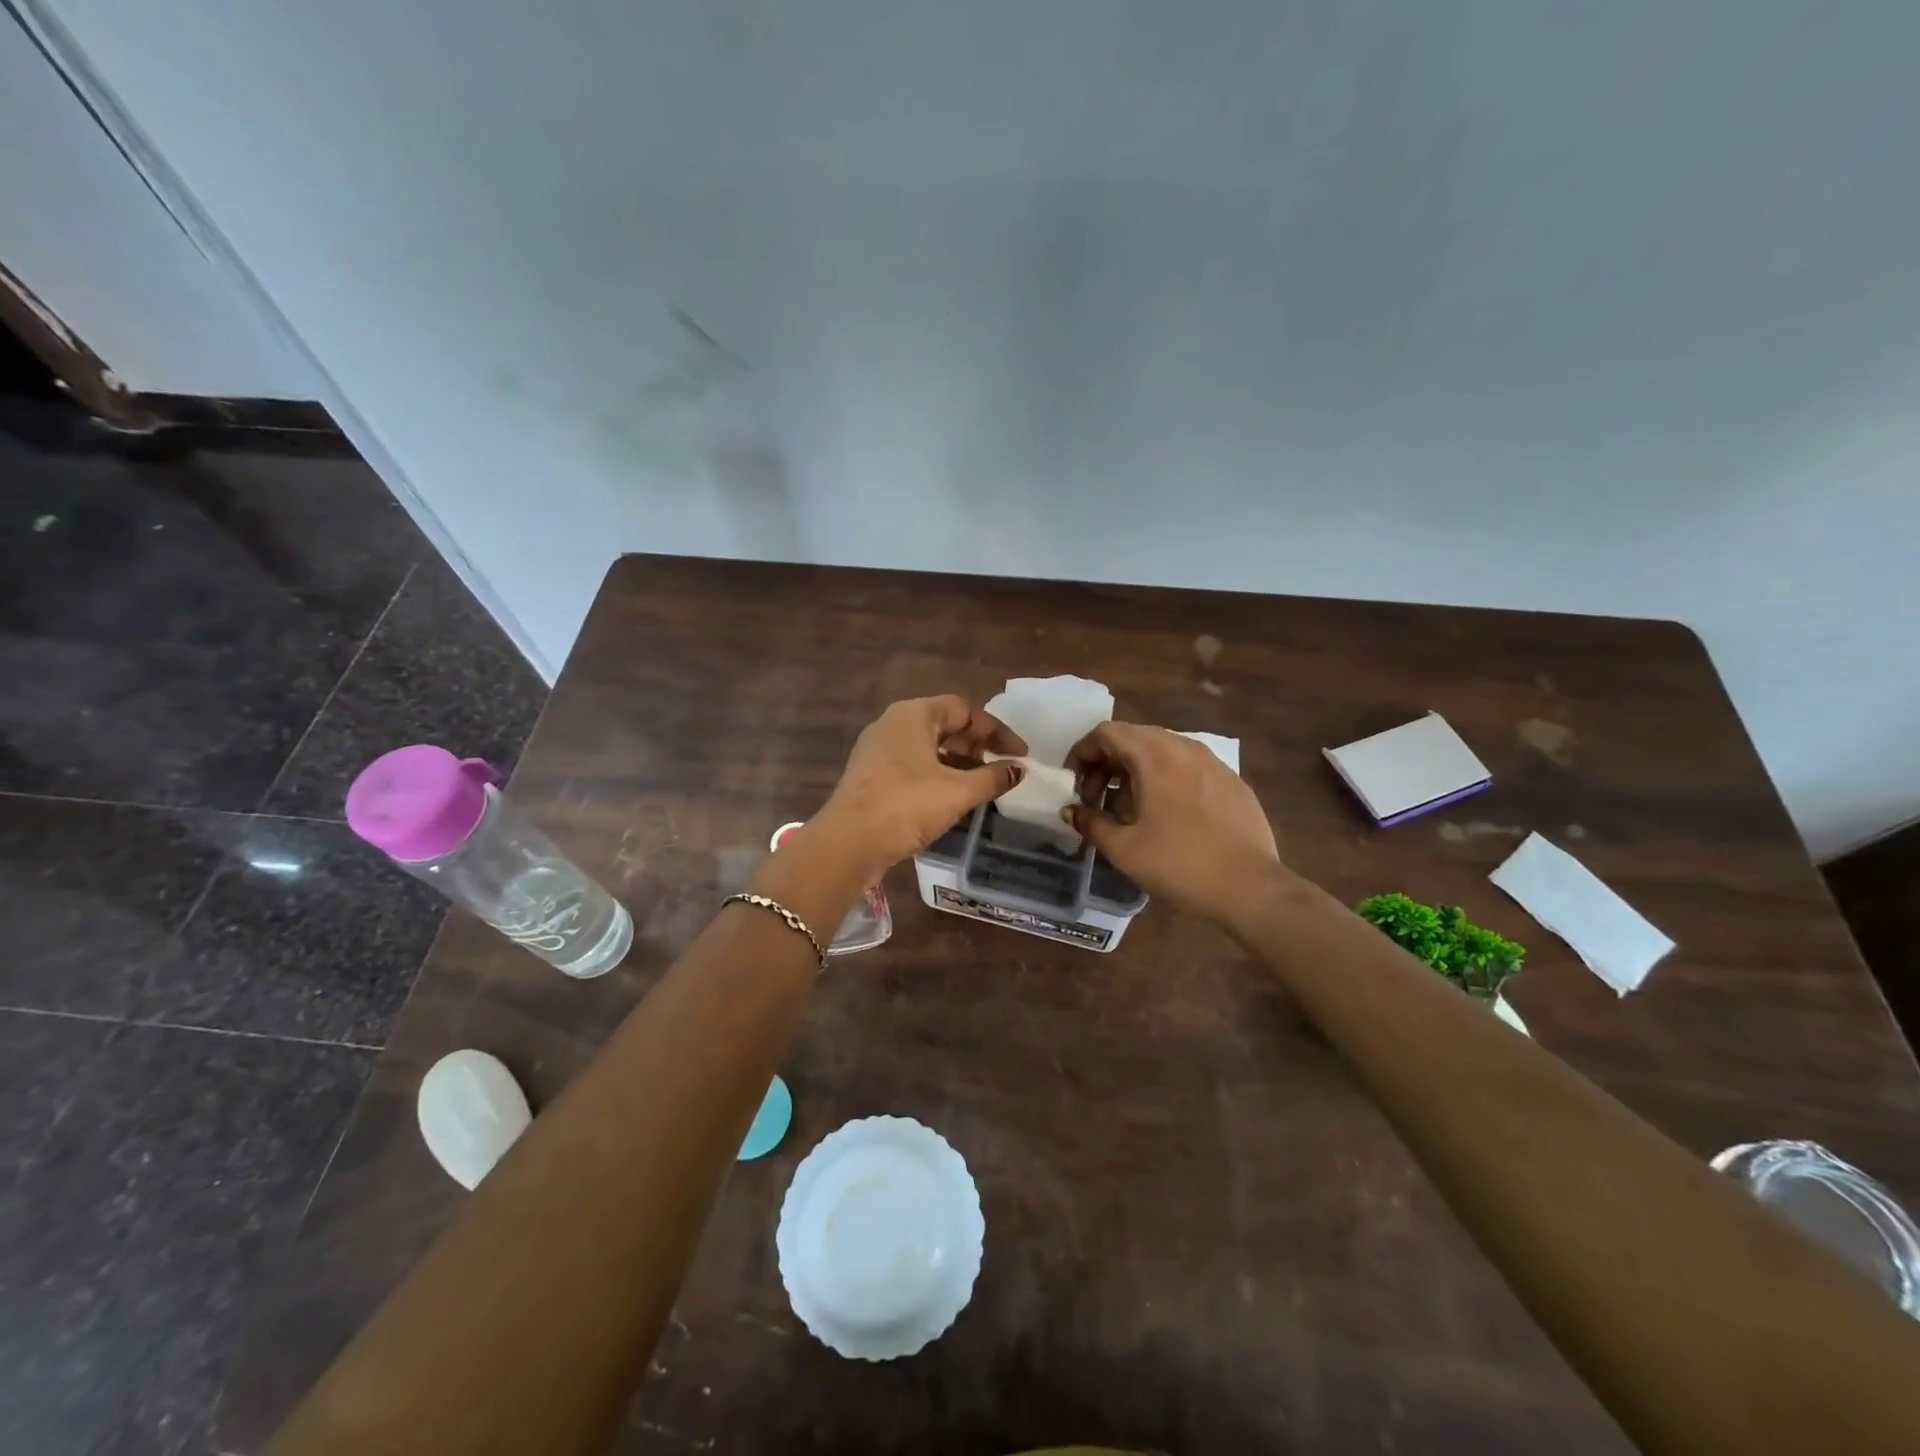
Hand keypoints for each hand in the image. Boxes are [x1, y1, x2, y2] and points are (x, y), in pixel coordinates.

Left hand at [816, 696, 1027, 874]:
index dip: (997, 730)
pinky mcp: (871, 775)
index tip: (1020, 754)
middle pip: (944, 724)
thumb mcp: (958, 791)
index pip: (964, 709)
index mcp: (913, 715)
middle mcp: (892, 724)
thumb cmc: (906, 806)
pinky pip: (912, 765)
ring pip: (927, 746)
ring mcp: (877, 750)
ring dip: (958, 761)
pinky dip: (937, 774)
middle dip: (977, 744)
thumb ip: (992, 778)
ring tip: (982, 783)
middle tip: (1001, 766)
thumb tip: (1019, 769)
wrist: (848, 844)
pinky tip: (952, 797)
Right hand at [1065, 722, 1283, 923]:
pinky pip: (1188, 768)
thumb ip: (1090, 822)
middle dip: (1106, 764)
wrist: (1251, 888)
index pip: (1107, 732)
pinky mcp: (1232, 781)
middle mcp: (1184, 747)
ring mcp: (1213, 762)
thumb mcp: (1124, 848)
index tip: (1074, 785)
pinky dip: (1165, 780)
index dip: (1082, 753)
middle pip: (1134, 738)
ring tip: (1128, 812)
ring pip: (1162, 752)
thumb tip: (1070, 811)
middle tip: (1096, 800)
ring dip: (1135, 773)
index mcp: (1154, 755)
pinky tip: (1167, 818)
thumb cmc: (1179, 864)